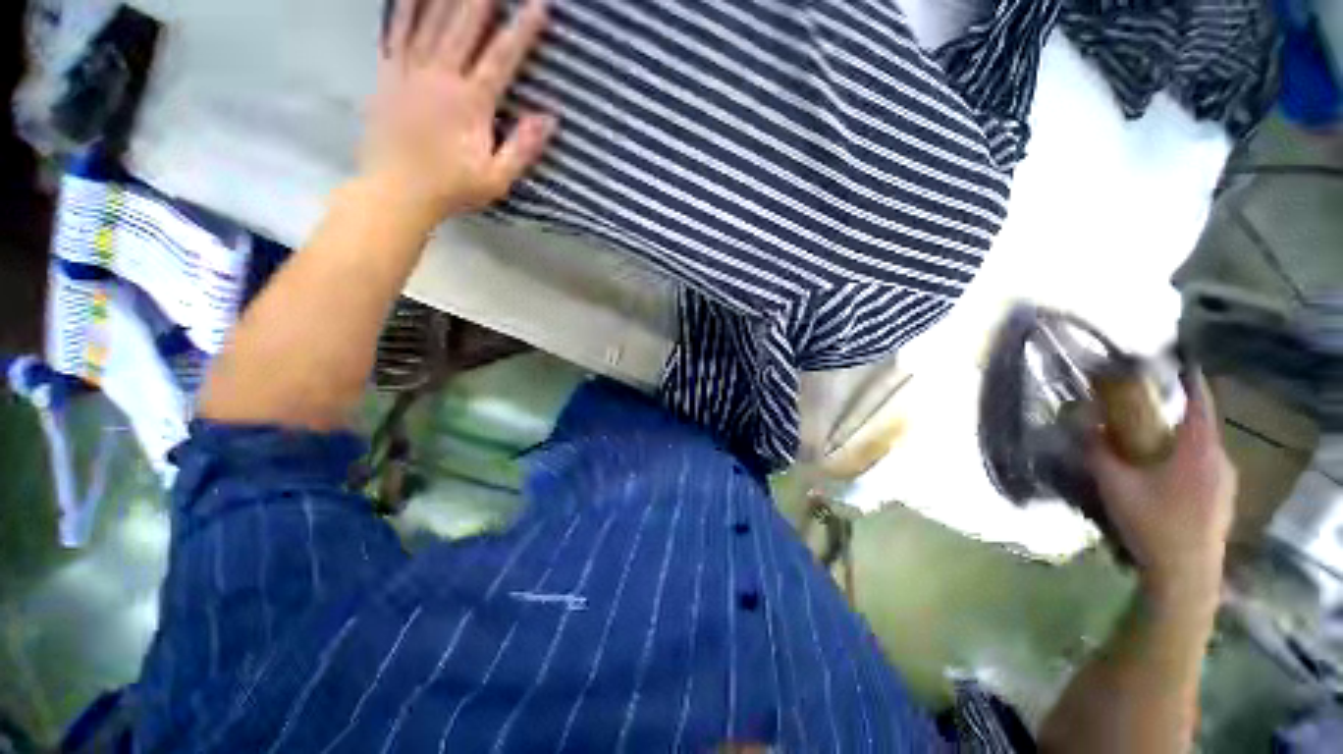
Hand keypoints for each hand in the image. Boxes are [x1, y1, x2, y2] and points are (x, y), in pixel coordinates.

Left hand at [363, 0, 556, 224]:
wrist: (396, 192)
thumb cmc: (452, 188)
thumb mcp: (497, 179)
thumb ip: (523, 148)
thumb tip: (549, 118)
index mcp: (471, 103)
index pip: (501, 57)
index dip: (522, 29)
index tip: (538, 6)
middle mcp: (440, 76)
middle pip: (464, 26)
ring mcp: (410, 71)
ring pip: (430, 19)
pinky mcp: (387, 73)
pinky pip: (395, 30)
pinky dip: (404, 6)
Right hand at [1086, 371, 1237, 608]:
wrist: (1186, 576)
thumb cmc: (1153, 524)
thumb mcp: (1115, 486)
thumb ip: (1097, 452)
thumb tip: (1080, 425)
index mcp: (1198, 450)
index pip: (1199, 403)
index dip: (1190, 380)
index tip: (1178, 364)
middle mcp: (1220, 460)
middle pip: (1202, 426)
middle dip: (1178, 415)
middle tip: (1150, 413)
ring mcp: (1226, 483)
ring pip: (1205, 450)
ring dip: (1183, 441)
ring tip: (1156, 446)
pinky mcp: (1225, 501)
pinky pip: (1208, 469)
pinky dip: (1189, 462)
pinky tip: (1168, 478)